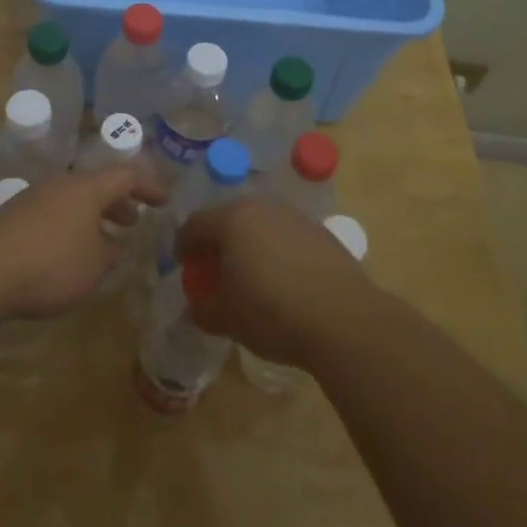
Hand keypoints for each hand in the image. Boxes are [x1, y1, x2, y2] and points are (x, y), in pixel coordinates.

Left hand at [0, 164, 164, 319]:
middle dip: (118, 202)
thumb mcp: (93, 266)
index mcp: (87, 188)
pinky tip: (69, 250)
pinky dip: (71, 224)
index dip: (148, 187)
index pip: (126, 177)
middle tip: (133, 220)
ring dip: (93, 215)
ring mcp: (35, 197)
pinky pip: (54, 212)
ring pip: (74, 199)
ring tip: (104, 238)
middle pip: (97, 185)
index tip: (164, 200)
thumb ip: (110, 253)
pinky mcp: (14, 215)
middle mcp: (61, 184)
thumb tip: (116, 244)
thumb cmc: (51, 264)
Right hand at [175, 197, 372, 367]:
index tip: (182, 265)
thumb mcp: (227, 319)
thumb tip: (194, 309)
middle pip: (229, 219)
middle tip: (215, 269)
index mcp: (232, 219)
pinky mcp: (322, 232)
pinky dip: (278, 252)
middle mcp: (262, 207)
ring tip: (251, 275)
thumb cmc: (272, 313)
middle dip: (218, 242)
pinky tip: (284, 280)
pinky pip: (287, 237)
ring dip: (250, 244)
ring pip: (261, 225)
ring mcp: (295, 216)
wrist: (343, 319)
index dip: (184, 246)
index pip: (195, 225)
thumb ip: (203, 310)